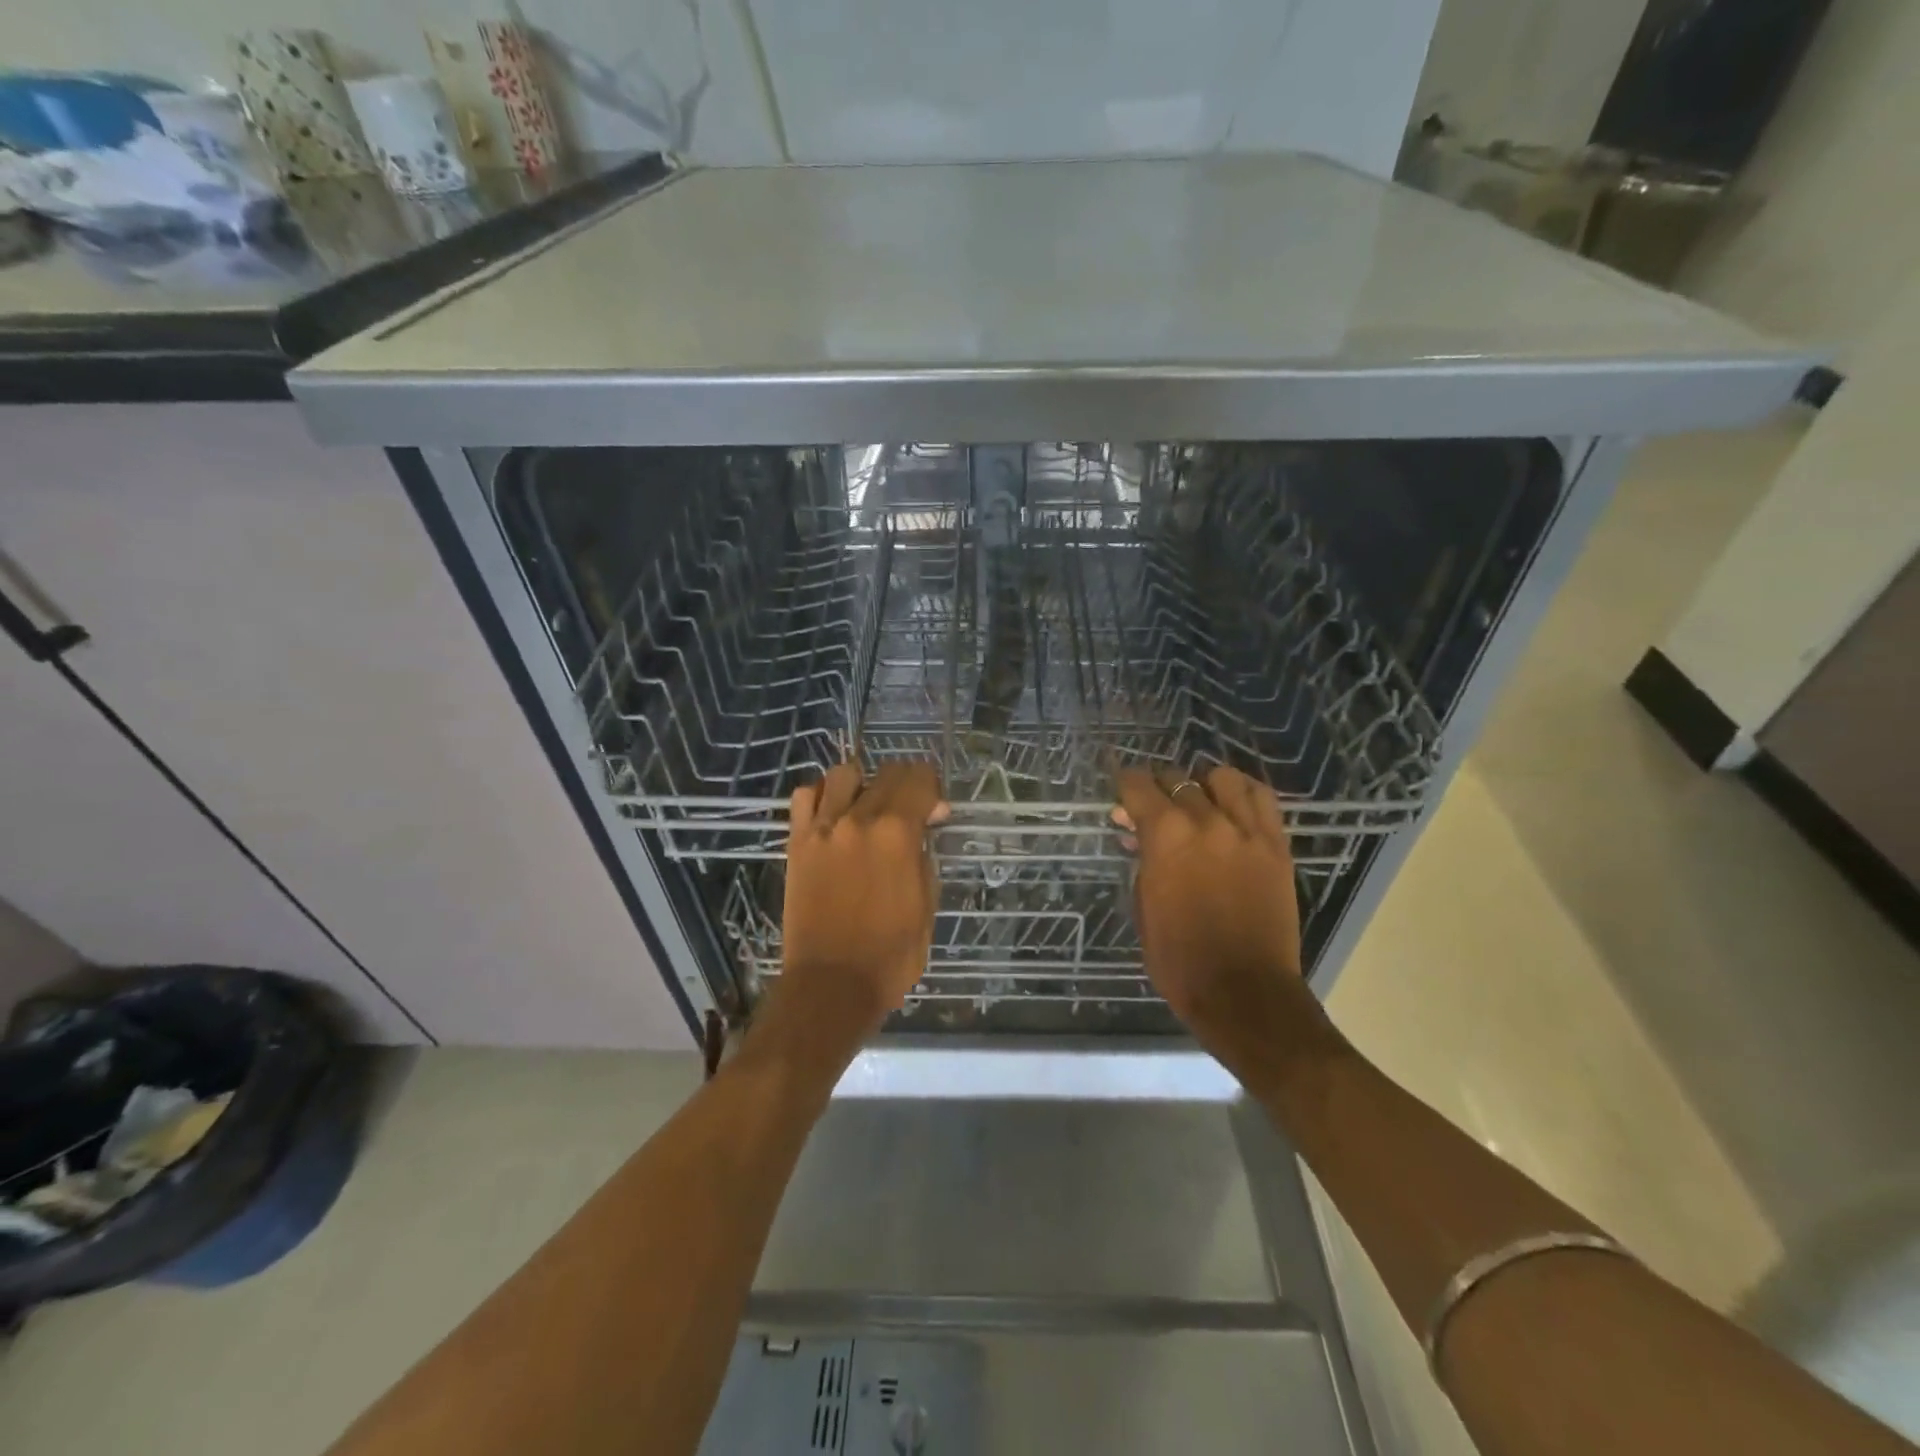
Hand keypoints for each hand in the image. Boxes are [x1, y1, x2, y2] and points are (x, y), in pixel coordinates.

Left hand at [779, 761, 947, 1038]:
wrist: (831, 985)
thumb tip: (922, 830)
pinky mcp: (798, 843)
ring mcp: (822, 828)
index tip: (935, 813)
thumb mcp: (926, 904)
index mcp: (897, 833)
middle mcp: (858, 819)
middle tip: (909, 810)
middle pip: (886, 773)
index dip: (933, 790)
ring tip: (866, 808)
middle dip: (905, 784)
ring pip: (843, 774)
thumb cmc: (891, 954)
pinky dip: (822, 795)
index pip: (919, 781)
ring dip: (862, 784)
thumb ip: (924, 857)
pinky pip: (805, 796)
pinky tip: (833, 815)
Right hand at [1115, 765, 1306, 1076]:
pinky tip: (1233, 805)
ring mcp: (1246, 831)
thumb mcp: (1144, 906)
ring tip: (1198, 803)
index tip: (1121, 789)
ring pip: (1223, 778)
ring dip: (1203, 785)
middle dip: (1159, 788)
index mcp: (1165, 836)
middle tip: (1153, 808)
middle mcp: (1206, 821)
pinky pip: (1262, 798)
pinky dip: (1242, 792)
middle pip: (1178, 779)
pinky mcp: (1276, 845)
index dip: (1125, 783)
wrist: (1243, 992)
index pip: (1138, 786)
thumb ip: (1143, 860)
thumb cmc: (1179, 958)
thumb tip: (1139, 835)